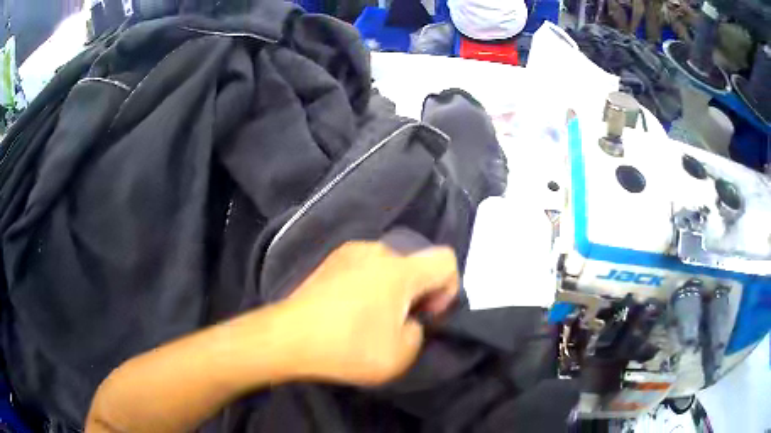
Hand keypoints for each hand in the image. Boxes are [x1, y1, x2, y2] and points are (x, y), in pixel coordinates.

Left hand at [279, 241, 458, 385]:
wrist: (288, 338)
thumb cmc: (347, 347)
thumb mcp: (400, 355)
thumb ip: (418, 332)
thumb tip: (407, 319)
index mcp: (400, 270)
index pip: (446, 260)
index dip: (448, 289)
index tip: (426, 315)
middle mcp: (377, 251)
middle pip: (417, 265)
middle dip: (418, 293)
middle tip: (398, 323)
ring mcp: (349, 251)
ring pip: (390, 267)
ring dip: (392, 290)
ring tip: (371, 317)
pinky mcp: (330, 260)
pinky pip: (365, 268)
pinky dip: (370, 285)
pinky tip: (350, 310)